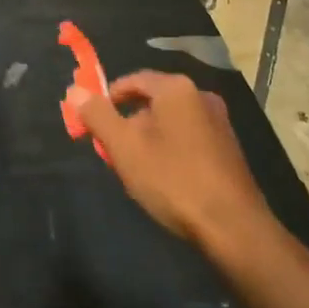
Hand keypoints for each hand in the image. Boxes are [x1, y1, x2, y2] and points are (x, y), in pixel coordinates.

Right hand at [76, 71, 271, 249]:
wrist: (233, 227)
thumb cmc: (173, 179)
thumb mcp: (125, 147)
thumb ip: (98, 116)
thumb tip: (75, 90)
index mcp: (176, 88)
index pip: (132, 80)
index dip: (108, 99)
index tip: (94, 124)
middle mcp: (201, 96)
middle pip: (152, 101)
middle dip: (129, 123)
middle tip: (114, 152)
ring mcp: (219, 122)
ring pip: (171, 121)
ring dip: (149, 139)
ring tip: (137, 170)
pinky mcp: (229, 148)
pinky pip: (189, 138)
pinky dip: (171, 150)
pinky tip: (166, 180)